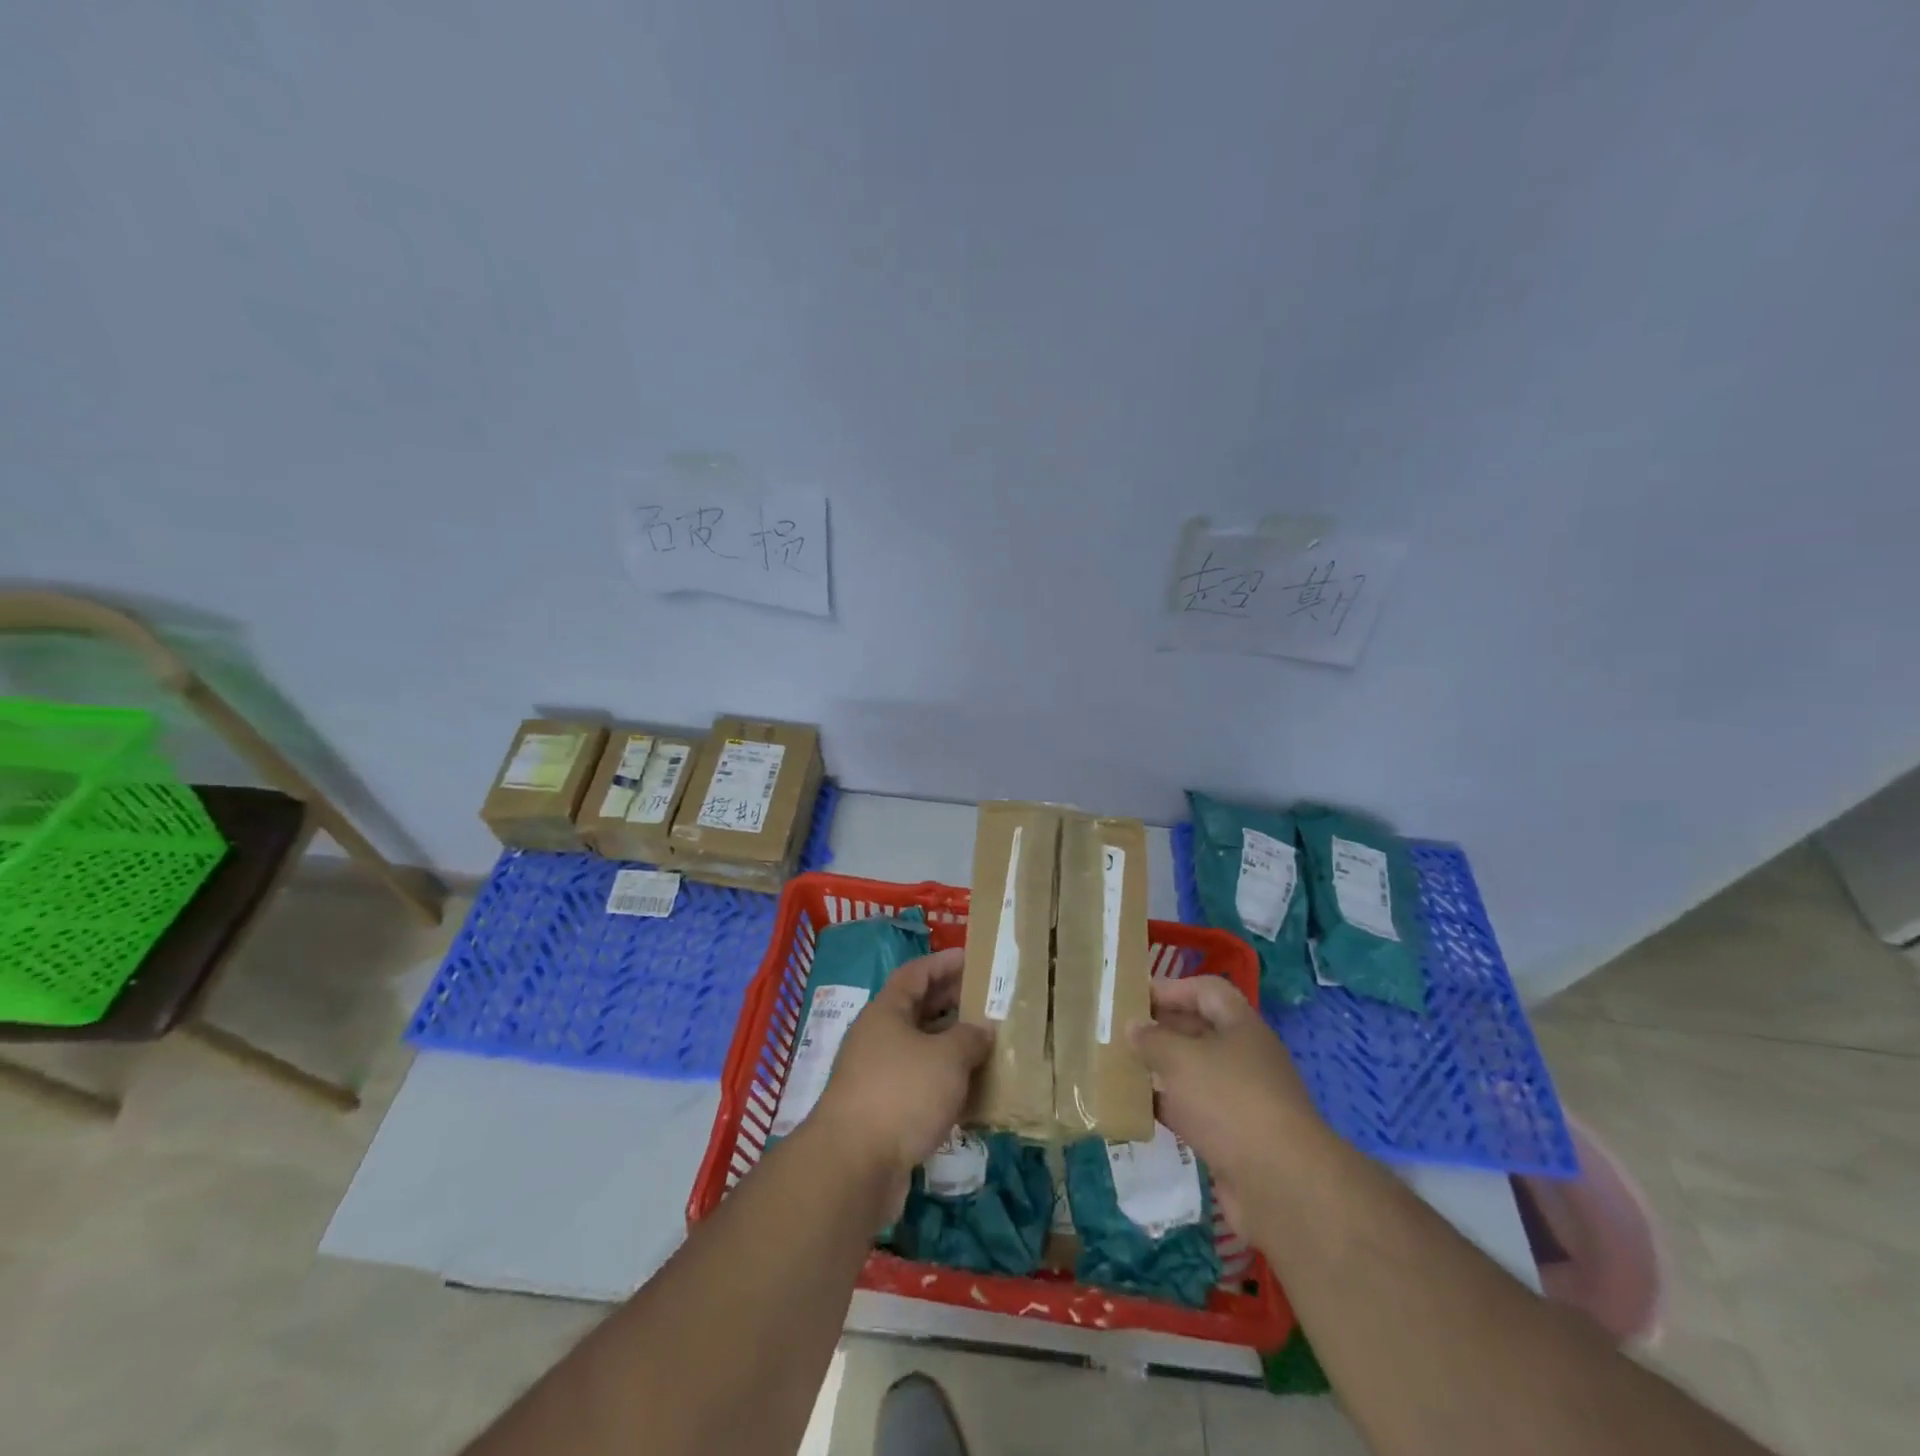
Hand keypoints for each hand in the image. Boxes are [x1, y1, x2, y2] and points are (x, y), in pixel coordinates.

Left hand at [808, 948, 992, 1209]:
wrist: (854, 1165)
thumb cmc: (902, 1093)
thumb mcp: (947, 1057)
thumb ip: (969, 1037)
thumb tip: (982, 1030)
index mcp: (887, 1011)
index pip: (916, 973)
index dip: (943, 963)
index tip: (972, 958)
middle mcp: (878, 1038)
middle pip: (918, 1010)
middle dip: (952, 1004)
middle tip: (987, 1002)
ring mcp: (877, 1076)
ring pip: (921, 1051)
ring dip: (952, 1048)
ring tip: (988, 1046)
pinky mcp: (883, 1113)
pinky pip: (920, 1086)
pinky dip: (945, 1085)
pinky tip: (973, 1094)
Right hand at [1126, 975, 1325, 1229]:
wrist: (1280, 1185)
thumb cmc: (1229, 1101)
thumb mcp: (1181, 1059)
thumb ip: (1152, 1039)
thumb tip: (1133, 1027)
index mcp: (1241, 1026)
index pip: (1206, 991)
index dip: (1171, 988)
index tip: (1133, 997)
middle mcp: (1244, 1057)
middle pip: (1198, 1031)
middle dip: (1160, 1029)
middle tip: (1118, 1031)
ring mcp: (1240, 1099)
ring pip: (1193, 1073)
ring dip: (1160, 1069)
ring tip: (1119, 1066)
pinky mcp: (1232, 1138)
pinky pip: (1192, 1111)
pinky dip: (1166, 1107)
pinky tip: (1135, 1109)